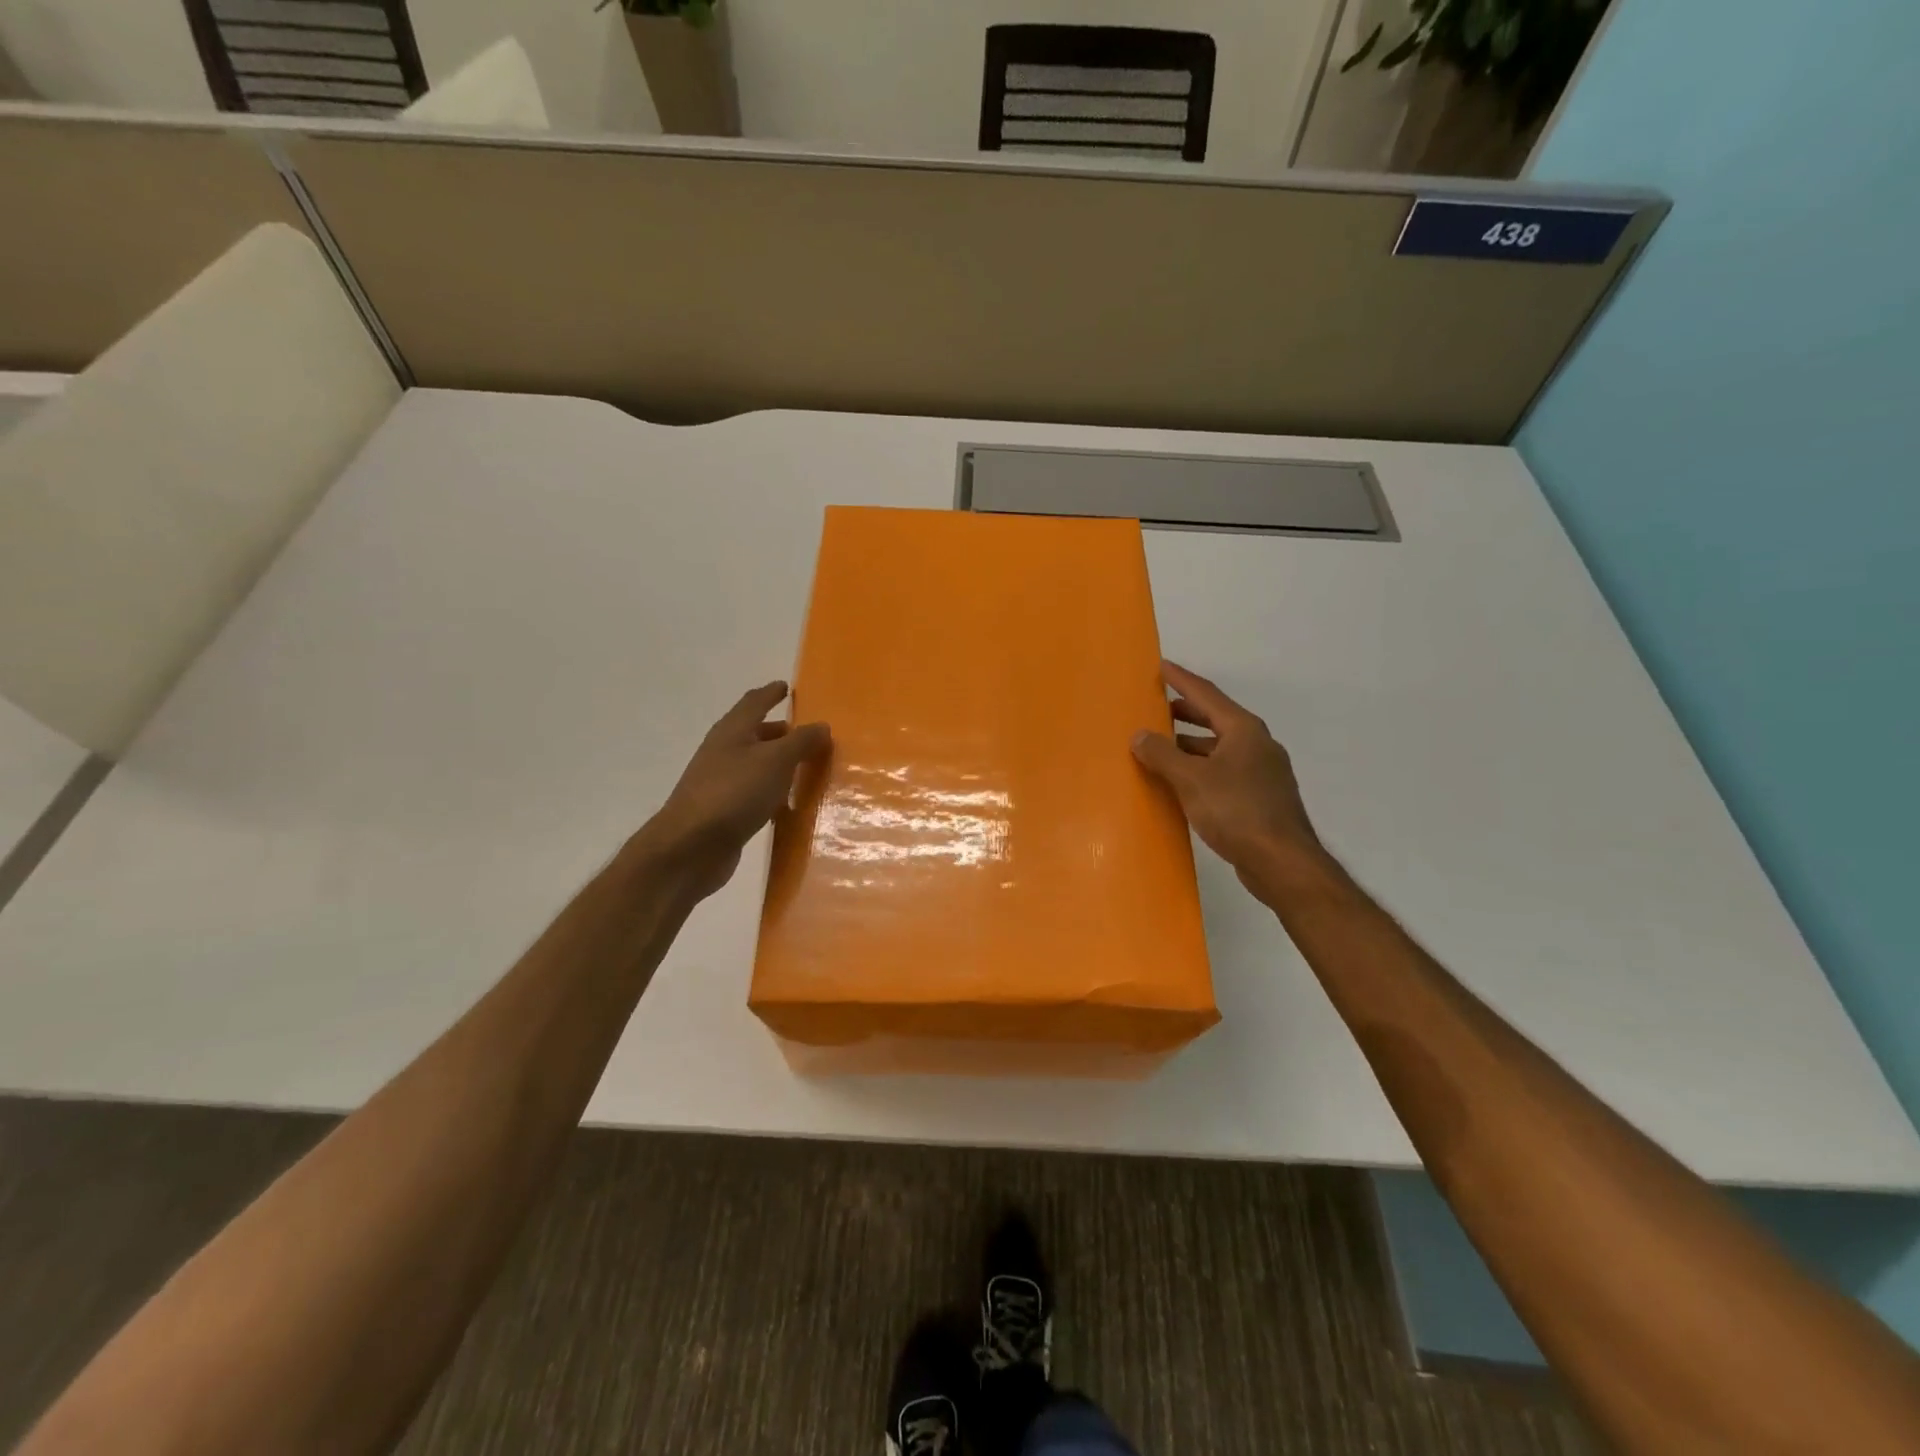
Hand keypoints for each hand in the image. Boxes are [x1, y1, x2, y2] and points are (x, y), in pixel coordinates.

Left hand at [643, 682, 830, 897]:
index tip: (785, 687)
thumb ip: (801, 742)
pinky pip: (753, 793)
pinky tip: (787, 804)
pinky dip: (771, 791)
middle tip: (805, 733)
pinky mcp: (723, 812)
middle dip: (778, 731)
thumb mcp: (775, 761)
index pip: (753, 702)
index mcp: (732, 731)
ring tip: (804, 767)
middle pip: (753, 733)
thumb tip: (822, 725)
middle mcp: (723, 752)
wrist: (690, 847)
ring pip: (754, 764)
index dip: (770, 693)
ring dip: (777, 763)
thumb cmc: (734, 793)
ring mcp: (720, 783)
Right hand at [1131, 661, 1327, 893]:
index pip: (1206, 694)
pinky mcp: (1259, 798)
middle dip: (1184, 712)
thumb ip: (1162, 754)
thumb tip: (1139, 734)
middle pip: (1214, 719)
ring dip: (1189, 744)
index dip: (1181, 679)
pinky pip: (1223, 771)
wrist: (1281, 862)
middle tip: (1155, 707)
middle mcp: (1256, 744)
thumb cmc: (1236, 811)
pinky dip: (1200, 769)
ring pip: (1218, 748)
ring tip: (1159, 746)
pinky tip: (1181, 782)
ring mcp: (1261, 772)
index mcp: (1243, 730)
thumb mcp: (1191, 779)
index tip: (1160, 666)